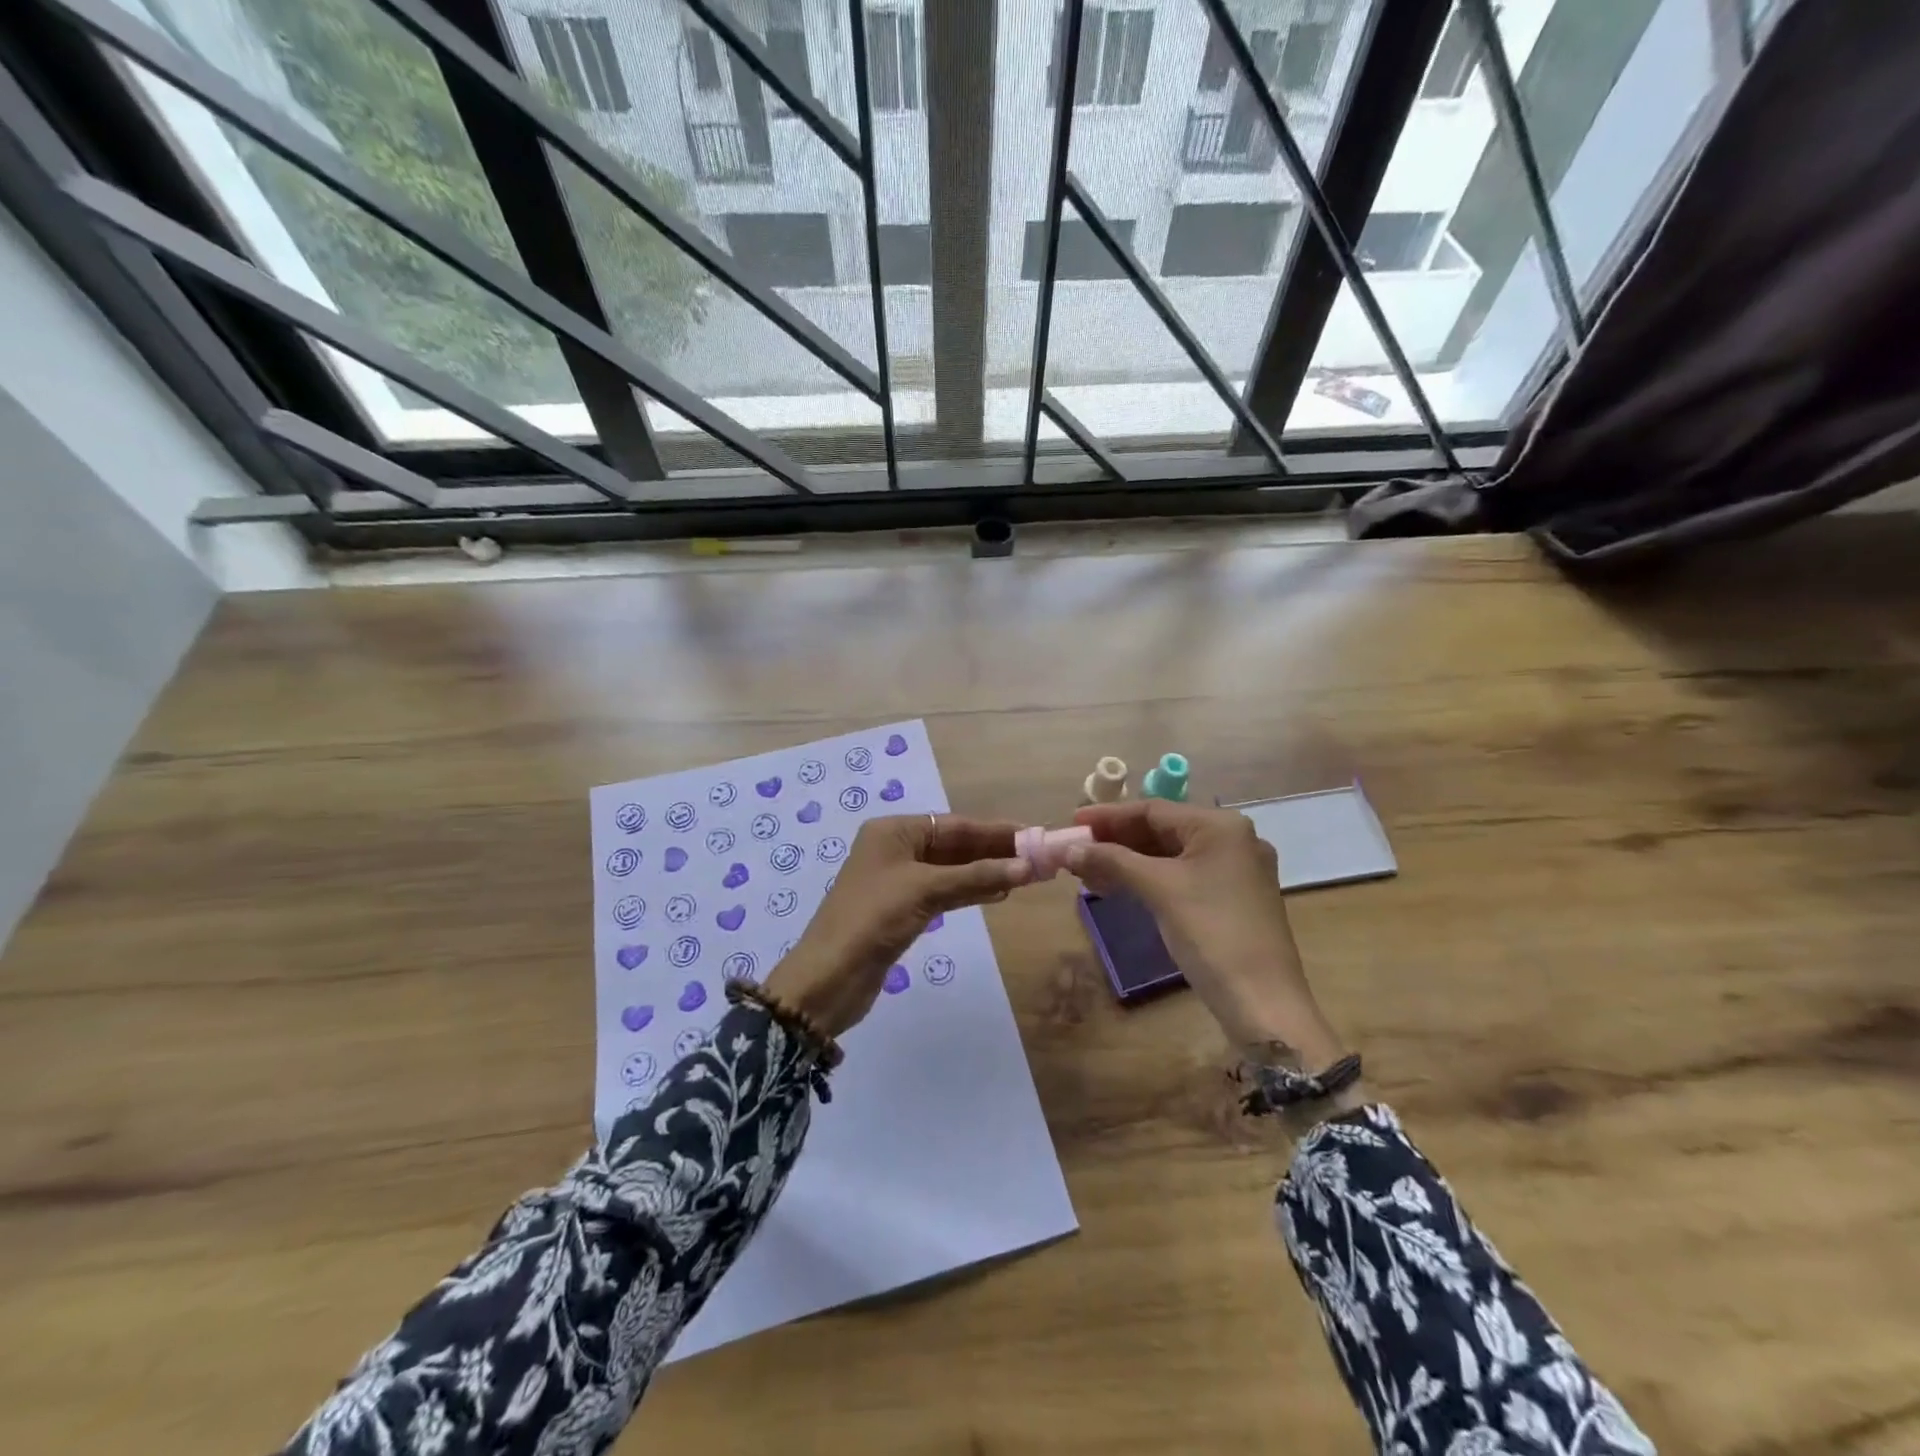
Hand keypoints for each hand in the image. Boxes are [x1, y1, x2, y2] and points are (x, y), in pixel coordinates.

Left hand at [763, 814, 1030, 1038]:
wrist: (828, 978)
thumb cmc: (872, 919)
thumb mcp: (925, 891)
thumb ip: (976, 877)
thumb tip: (1027, 867)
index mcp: (893, 831)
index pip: (955, 825)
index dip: (995, 831)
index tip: (1034, 835)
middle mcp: (895, 849)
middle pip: (954, 846)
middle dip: (994, 852)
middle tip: (1037, 858)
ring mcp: (898, 881)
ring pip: (951, 870)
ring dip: (985, 872)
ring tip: (1026, 875)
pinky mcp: (901, 910)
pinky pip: (943, 892)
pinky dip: (969, 891)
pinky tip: (997, 892)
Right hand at [1067, 800, 1348, 1070]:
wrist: (1263, 1003)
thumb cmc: (1211, 933)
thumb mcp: (1159, 890)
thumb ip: (1112, 862)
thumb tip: (1068, 849)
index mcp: (1221, 827)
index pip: (1154, 809)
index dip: (1108, 816)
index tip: (1072, 824)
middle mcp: (1233, 840)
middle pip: (1162, 830)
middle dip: (1116, 840)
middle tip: (1076, 851)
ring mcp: (1235, 871)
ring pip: (1170, 855)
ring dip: (1128, 861)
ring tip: (1088, 873)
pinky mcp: (1232, 899)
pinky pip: (1182, 876)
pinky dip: (1149, 879)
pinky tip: (1119, 888)